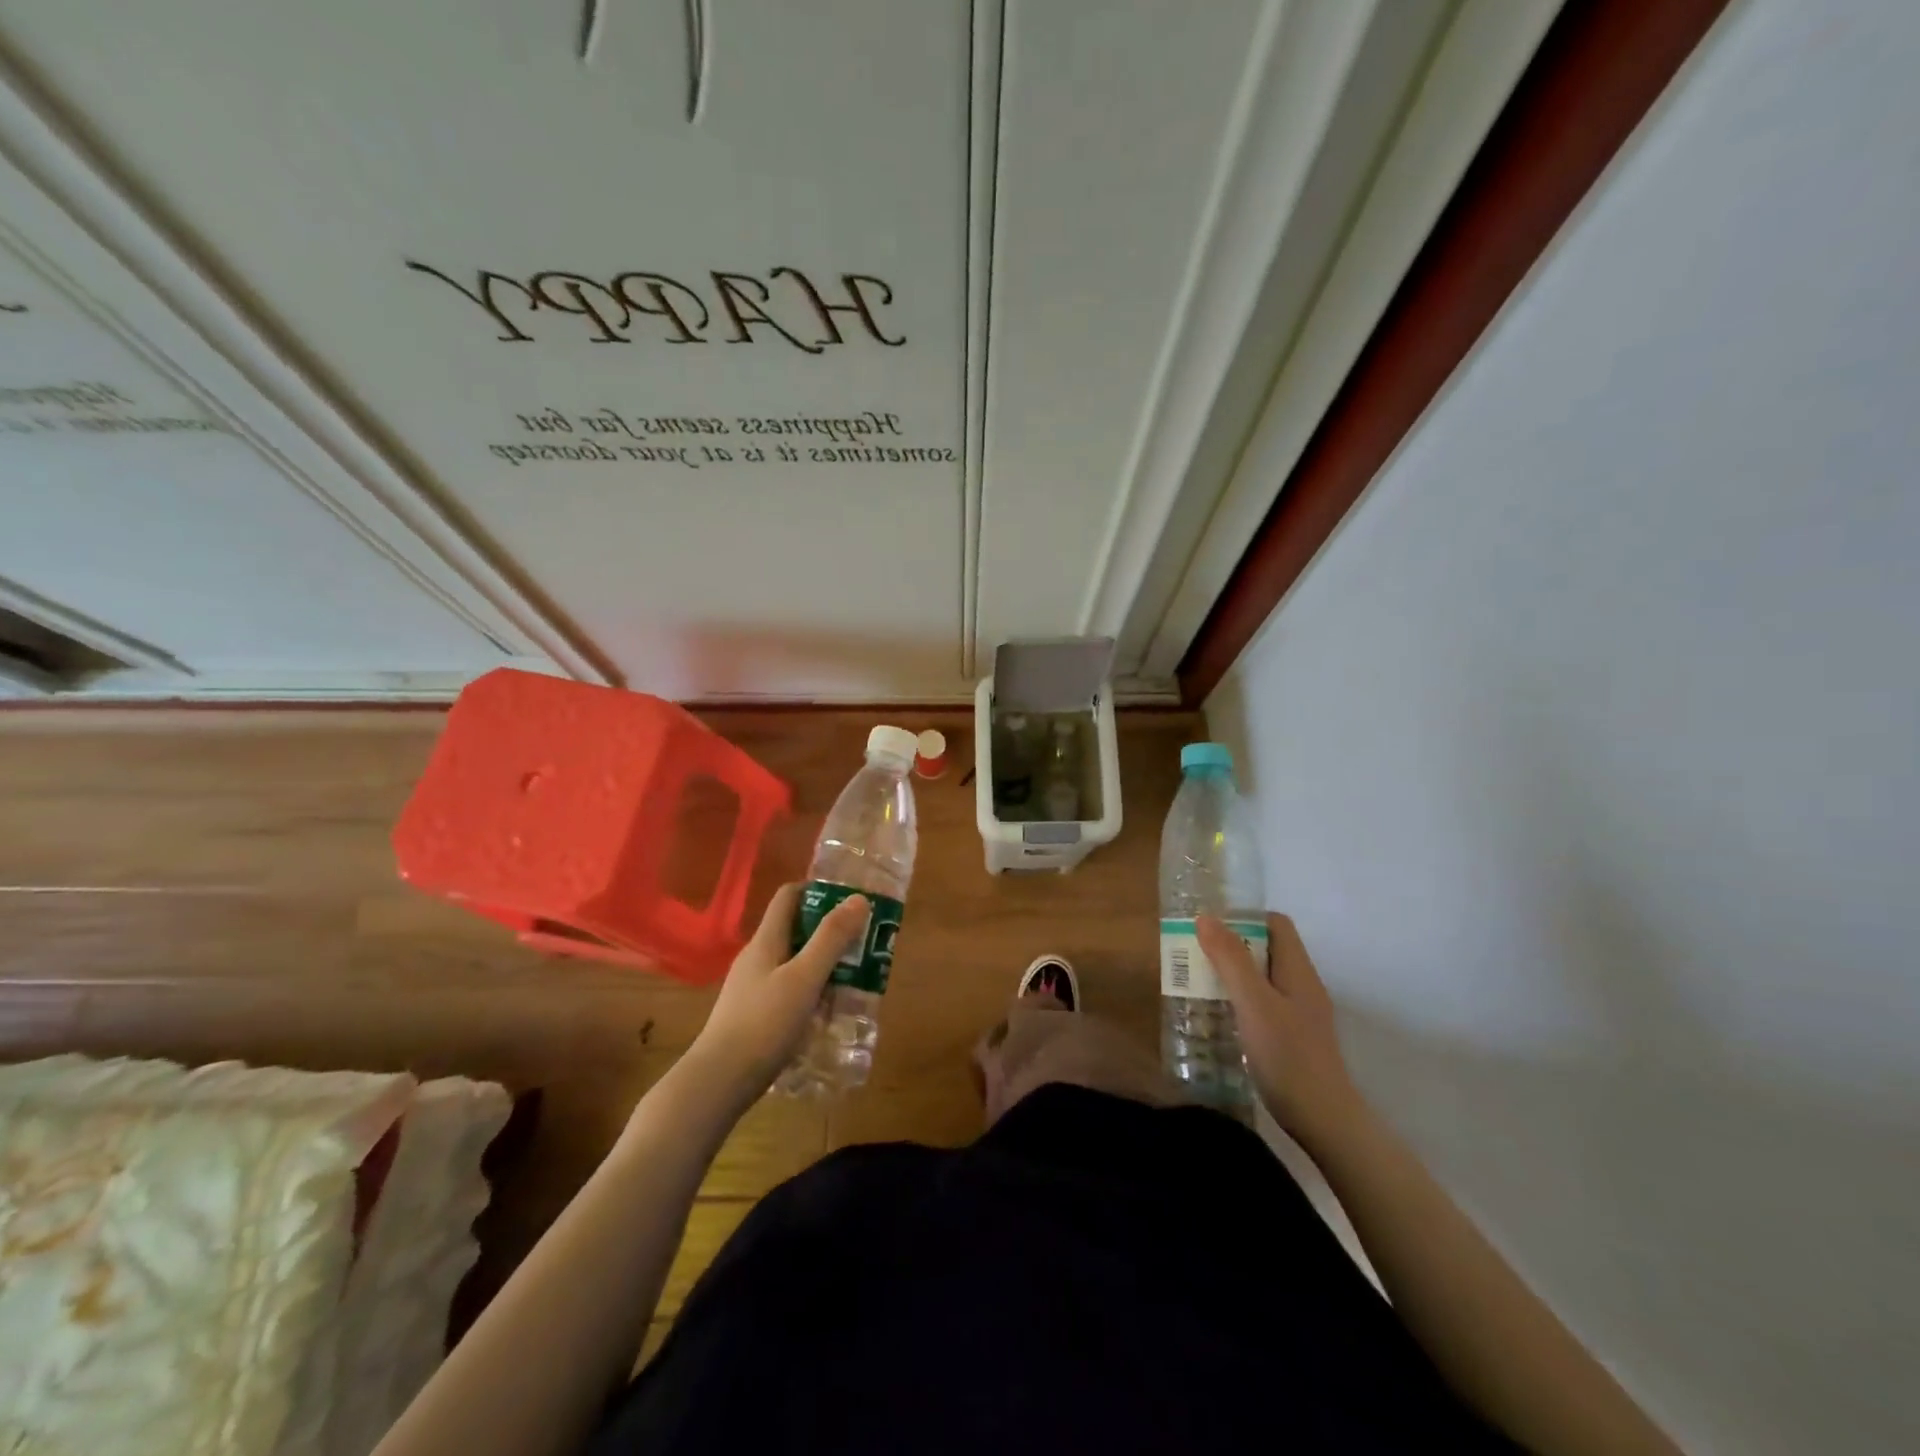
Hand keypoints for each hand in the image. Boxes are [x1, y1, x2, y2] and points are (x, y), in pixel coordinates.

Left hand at [686, 883, 869, 1096]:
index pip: (789, 896)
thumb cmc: (763, 1024)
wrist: (718, 1082)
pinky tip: (829, 1011)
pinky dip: (812, 991)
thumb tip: (859, 898)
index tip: (851, 899)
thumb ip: (831, 939)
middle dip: (829, 931)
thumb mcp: (804, 978)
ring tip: (856, 976)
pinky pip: (789, 990)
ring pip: (794, 962)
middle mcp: (757, 958)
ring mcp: (753, 988)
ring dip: (824, 963)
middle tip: (864, 941)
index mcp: (766, 941)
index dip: (818, 890)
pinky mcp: (755, 1016)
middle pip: (795, 930)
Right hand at [1197, 913, 1366, 1151]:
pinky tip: (1218, 1017)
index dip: (1245, 918)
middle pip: (1267, 950)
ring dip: (1232, 975)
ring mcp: (1300, 1014)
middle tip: (1195, 954)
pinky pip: (1263, 1004)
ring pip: (1263, 979)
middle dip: (1231, 947)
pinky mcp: (1292, 1038)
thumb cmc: (1288, 1056)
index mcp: (1298, 971)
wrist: (1324, 1121)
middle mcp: (1302, 986)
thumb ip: (1230, 960)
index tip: (1210, 926)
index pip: (1276, 924)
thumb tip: (1206, 917)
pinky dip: (1240, 1001)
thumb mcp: (1253, 1003)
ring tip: (1198, 982)